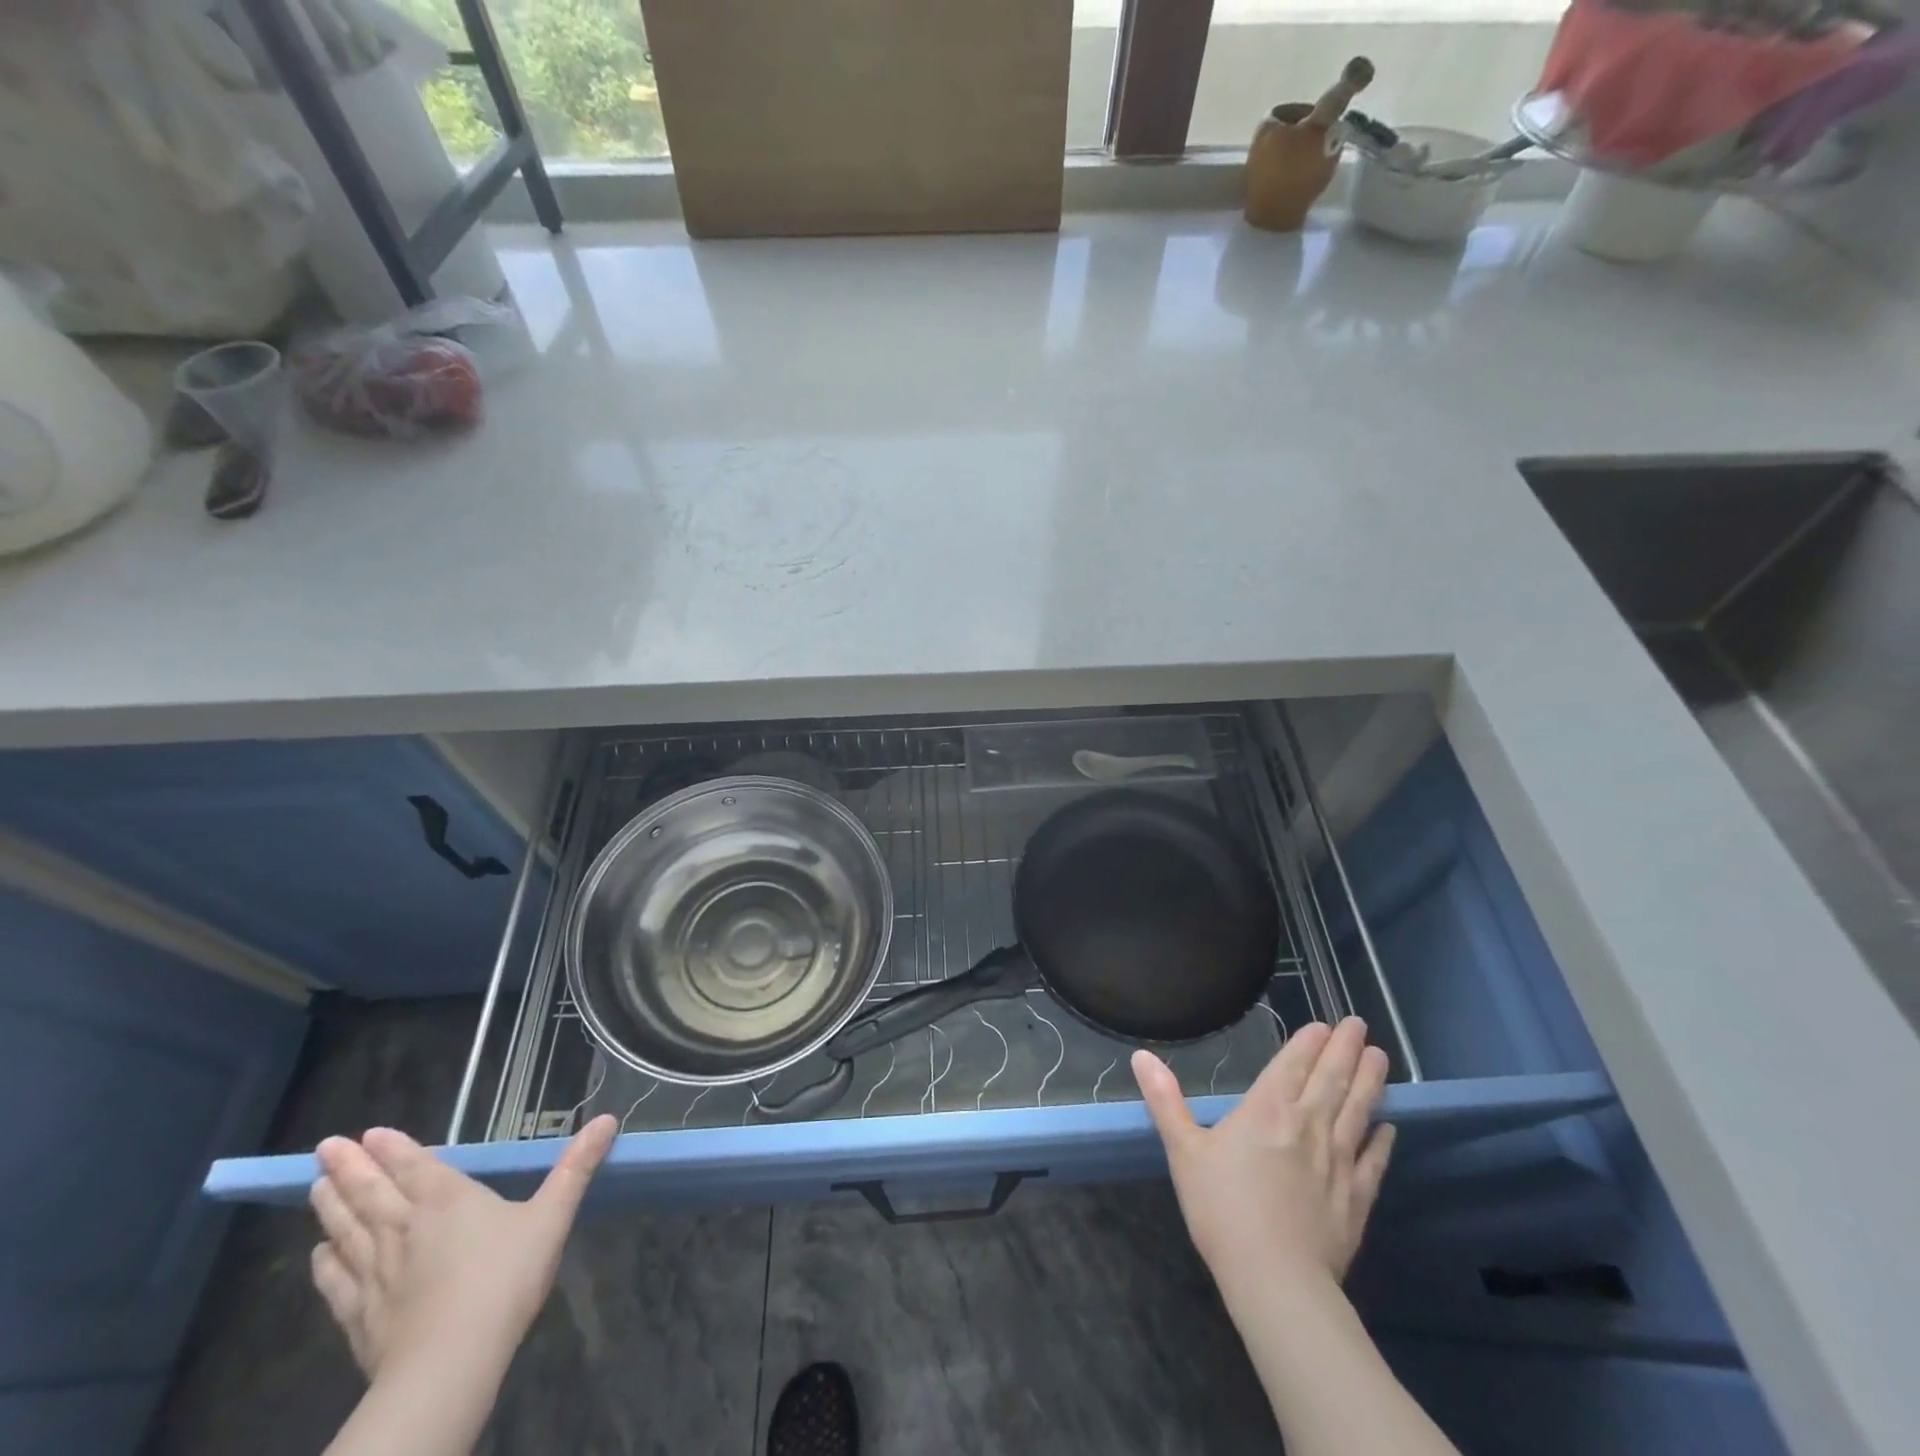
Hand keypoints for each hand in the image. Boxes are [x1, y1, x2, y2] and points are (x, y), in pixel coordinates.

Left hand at [308, 1115, 617, 1383]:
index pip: (414, 1166)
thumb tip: (609, 1118)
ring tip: (315, 1186)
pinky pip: (336, 1281)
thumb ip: (576, 1168)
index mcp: (447, 1199)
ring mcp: (376, 1273)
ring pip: (347, 1230)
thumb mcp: (552, 1216)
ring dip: (330, 1206)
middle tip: (326, 1147)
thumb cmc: (506, 1278)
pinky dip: (325, 1263)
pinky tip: (318, 1254)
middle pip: (371, 1192)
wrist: (451, 1362)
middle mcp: (404, 1227)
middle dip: (349, 1168)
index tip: (367, 1133)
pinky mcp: (360, 1314)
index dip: (392, 1148)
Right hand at [1133, 1018, 1393, 1289]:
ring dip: (1370, 1082)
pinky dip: (1382, 1141)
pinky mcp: (1356, 1198)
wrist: (1276, 1280)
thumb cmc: (1222, 1209)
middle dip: (1345, 1049)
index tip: (1325, 1024)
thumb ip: (1165, 1101)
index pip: (1292, 1065)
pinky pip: (1373, 1161)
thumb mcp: (1183, 1150)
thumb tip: (1141, 1056)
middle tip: (1359, 1024)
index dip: (1308, 1043)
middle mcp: (1307, 1125)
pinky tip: (1390, 1127)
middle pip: (1331, 1079)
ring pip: (1358, 1111)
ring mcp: (1337, 1161)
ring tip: (1380, 1057)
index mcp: (1267, 1109)